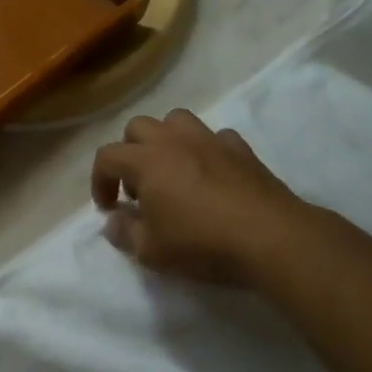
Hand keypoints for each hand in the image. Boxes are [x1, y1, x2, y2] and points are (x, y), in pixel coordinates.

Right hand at [92, 109, 306, 285]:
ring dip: (166, 140)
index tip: (109, 208)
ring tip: (172, 171)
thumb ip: (125, 232)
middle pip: (138, 127)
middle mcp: (174, 141)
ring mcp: (210, 141)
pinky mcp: (242, 150)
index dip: (99, 181)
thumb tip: (114, 221)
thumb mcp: (151, 251)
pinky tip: (211, 175)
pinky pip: (215, 137)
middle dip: (129, 153)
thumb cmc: (202, 243)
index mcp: (146, 161)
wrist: (271, 238)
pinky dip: (206, 150)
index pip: (107, 156)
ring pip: (176, 120)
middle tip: (139, 188)